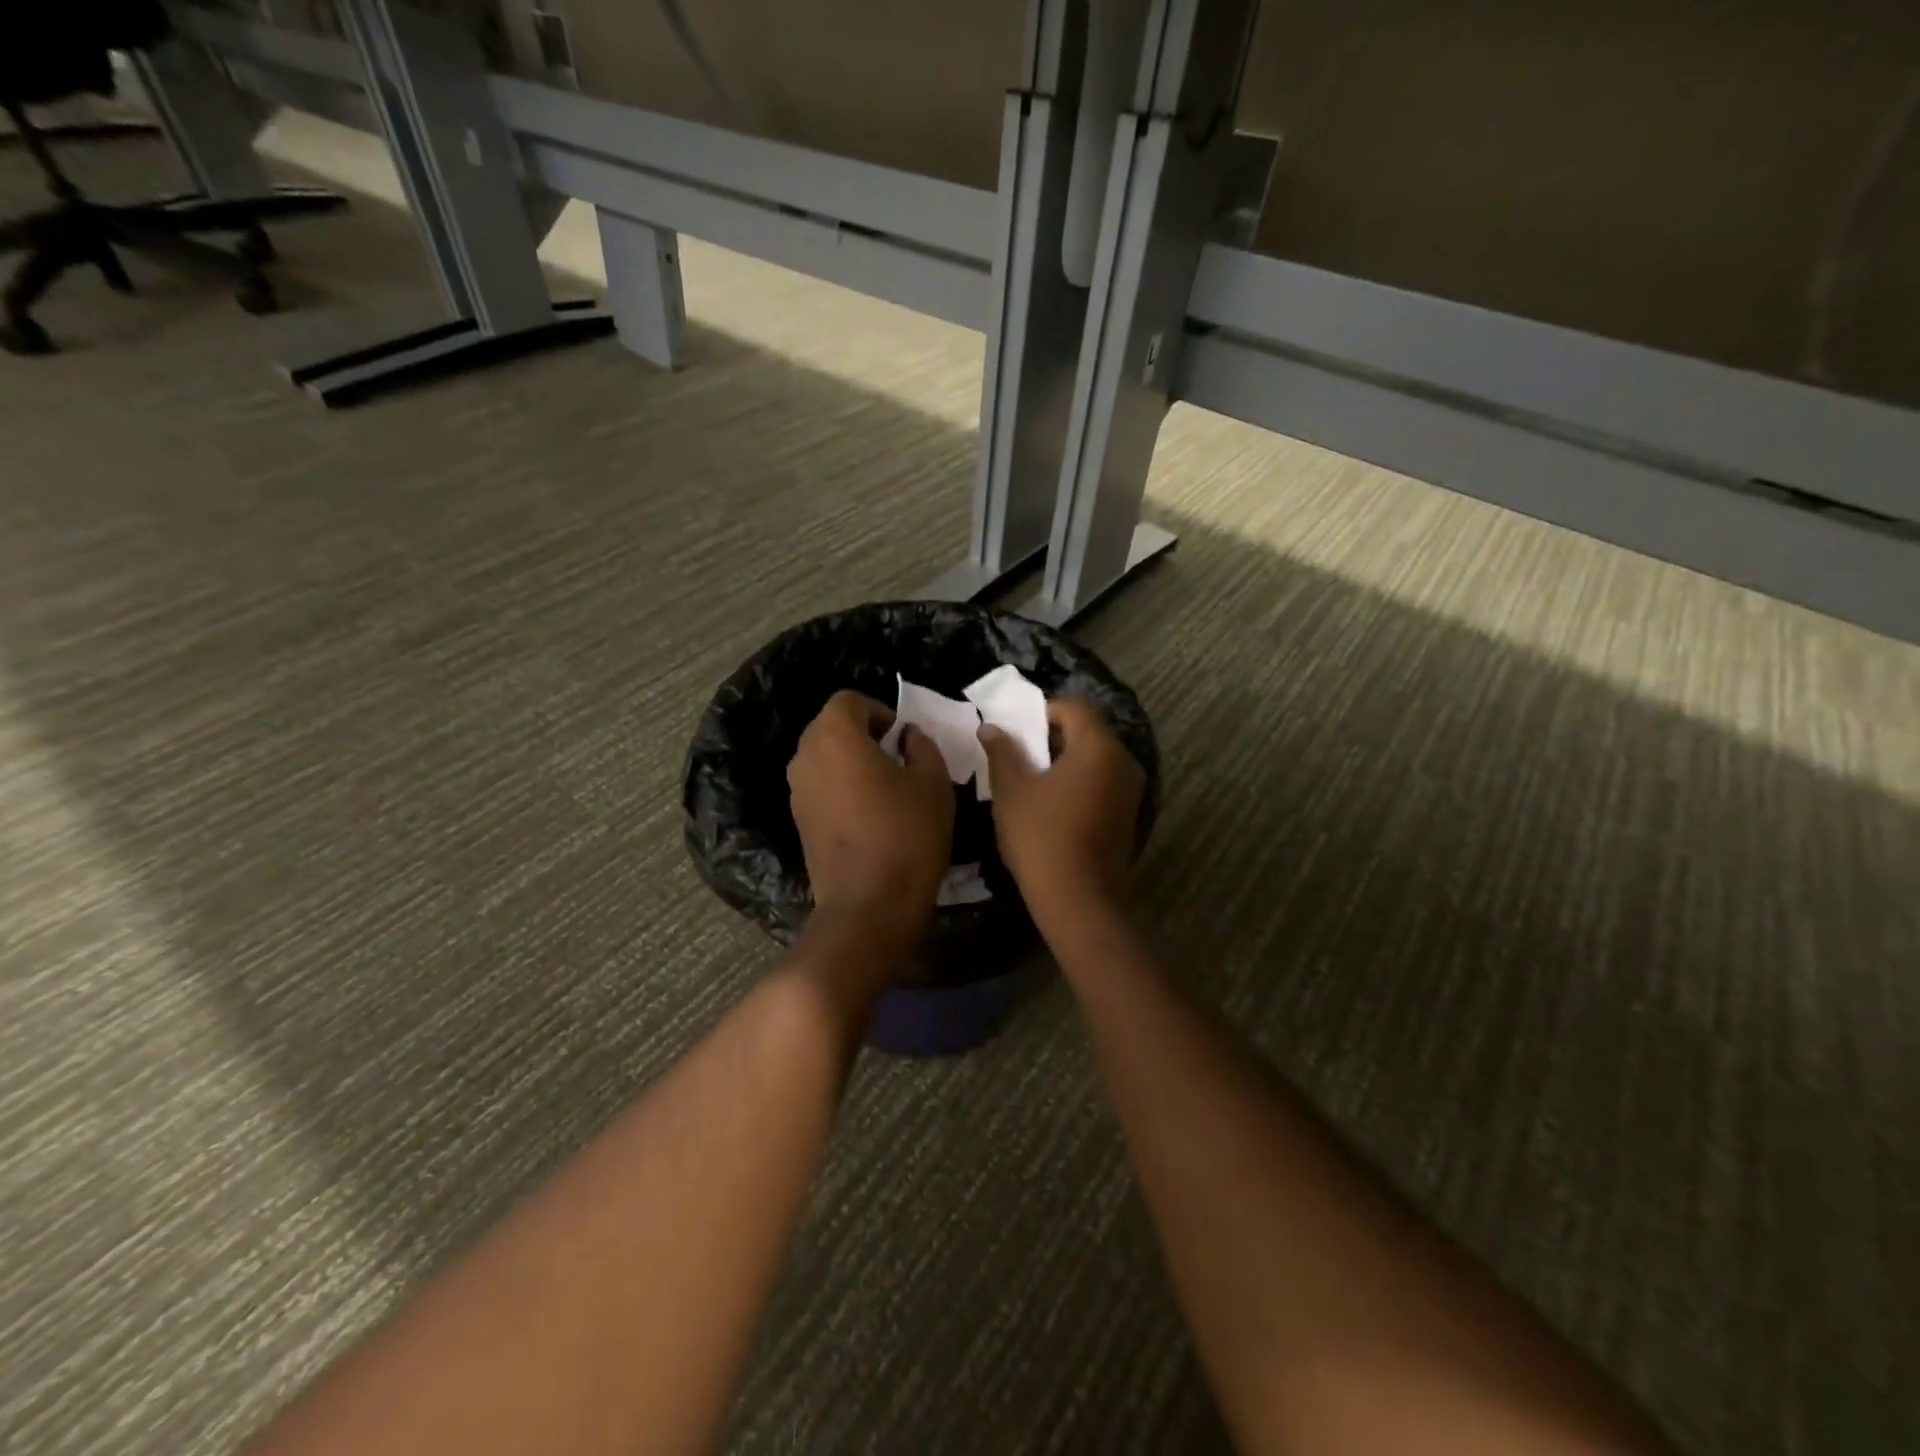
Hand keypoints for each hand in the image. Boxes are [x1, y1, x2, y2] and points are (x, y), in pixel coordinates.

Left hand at [787, 690, 954, 947]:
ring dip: (851, 762)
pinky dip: (840, 787)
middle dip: (863, 734)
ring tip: (885, 787)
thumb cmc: (907, 834)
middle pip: (831, 727)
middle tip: (897, 759)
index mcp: (835, 736)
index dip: (879, 710)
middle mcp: (805, 756)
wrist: (868, 905)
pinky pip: (820, 786)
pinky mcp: (798, 820)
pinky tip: (869, 814)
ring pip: (824, 758)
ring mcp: (797, 791)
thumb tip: (907, 737)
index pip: (849, 700)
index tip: (902, 737)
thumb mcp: (933, 783)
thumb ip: (921, 746)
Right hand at [978, 697, 1144, 928]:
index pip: (1074, 708)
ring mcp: (1131, 790)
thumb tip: (990, 727)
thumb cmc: (1041, 836)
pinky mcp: (1128, 814)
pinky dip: (1080, 781)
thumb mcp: (1012, 790)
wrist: (1078, 898)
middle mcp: (1123, 761)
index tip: (1017, 731)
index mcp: (1098, 747)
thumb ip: (1002, 752)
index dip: (1044, 712)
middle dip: (1053, 736)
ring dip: (1066, 760)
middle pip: (1088, 731)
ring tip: (1033, 780)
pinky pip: (1103, 781)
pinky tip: (1054, 805)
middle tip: (1020, 755)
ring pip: (1096, 758)